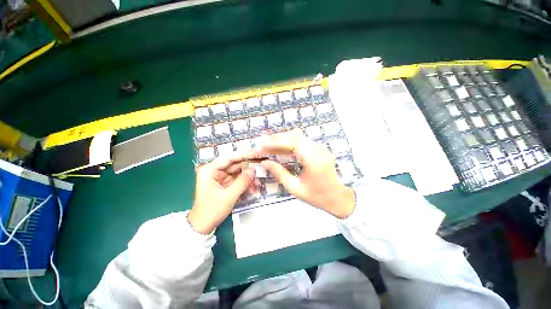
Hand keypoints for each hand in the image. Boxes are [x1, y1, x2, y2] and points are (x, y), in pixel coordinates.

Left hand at [188, 153, 255, 233]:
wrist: (203, 226)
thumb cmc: (212, 210)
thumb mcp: (229, 196)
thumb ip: (242, 182)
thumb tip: (254, 170)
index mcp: (210, 170)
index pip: (229, 157)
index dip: (243, 155)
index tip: (256, 154)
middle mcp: (214, 170)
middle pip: (234, 164)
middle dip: (248, 166)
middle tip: (262, 165)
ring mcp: (220, 177)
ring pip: (238, 171)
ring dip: (248, 176)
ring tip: (258, 180)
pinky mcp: (224, 183)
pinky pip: (237, 179)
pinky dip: (245, 182)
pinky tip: (253, 186)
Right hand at [254, 129, 354, 217]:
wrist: (338, 197)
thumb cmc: (317, 196)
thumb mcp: (295, 188)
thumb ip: (279, 173)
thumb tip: (265, 163)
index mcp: (313, 159)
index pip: (292, 143)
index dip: (275, 142)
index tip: (262, 144)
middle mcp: (317, 149)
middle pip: (294, 136)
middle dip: (277, 139)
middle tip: (262, 144)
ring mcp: (319, 148)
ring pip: (297, 137)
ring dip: (282, 139)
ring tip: (269, 146)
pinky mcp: (318, 149)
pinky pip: (301, 141)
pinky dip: (289, 143)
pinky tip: (281, 149)